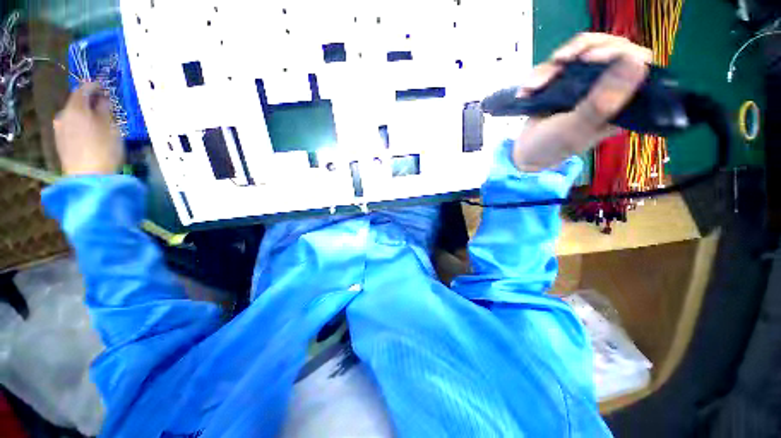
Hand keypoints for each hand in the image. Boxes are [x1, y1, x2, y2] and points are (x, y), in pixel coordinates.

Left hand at [53, 82, 123, 175]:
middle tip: (102, 104)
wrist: (88, 177)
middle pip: (76, 103)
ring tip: (97, 120)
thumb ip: (105, 110)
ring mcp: (60, 129)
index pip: (83, 89)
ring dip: (84, 114)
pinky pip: (71, 127)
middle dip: (88, 102)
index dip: (93, 85)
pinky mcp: (60, 142)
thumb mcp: (111, 127)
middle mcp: (64, 115)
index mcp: (76, 108)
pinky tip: (89, 132)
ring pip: (73, 116)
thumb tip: (103, 100)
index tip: (103, 86)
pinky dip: (80, 125)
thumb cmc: (104, 149)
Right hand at [512, 33, 652, 171]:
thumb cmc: (551, 147)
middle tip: (559, 61)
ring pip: (580, 51)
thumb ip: (601, 103)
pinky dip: (540, 74)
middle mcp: (609, 87)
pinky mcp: (567, 80)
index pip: (637, 62)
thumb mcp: (575, 129)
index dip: (617, 52)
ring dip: (551, 68)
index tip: (588, 59)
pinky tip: (527, 91)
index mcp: (622, 103)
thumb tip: (636, 63)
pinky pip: (559, 62)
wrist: (525, 152)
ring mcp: (587, 82)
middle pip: (608, 47)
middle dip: (579, 51)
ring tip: (532, 88)